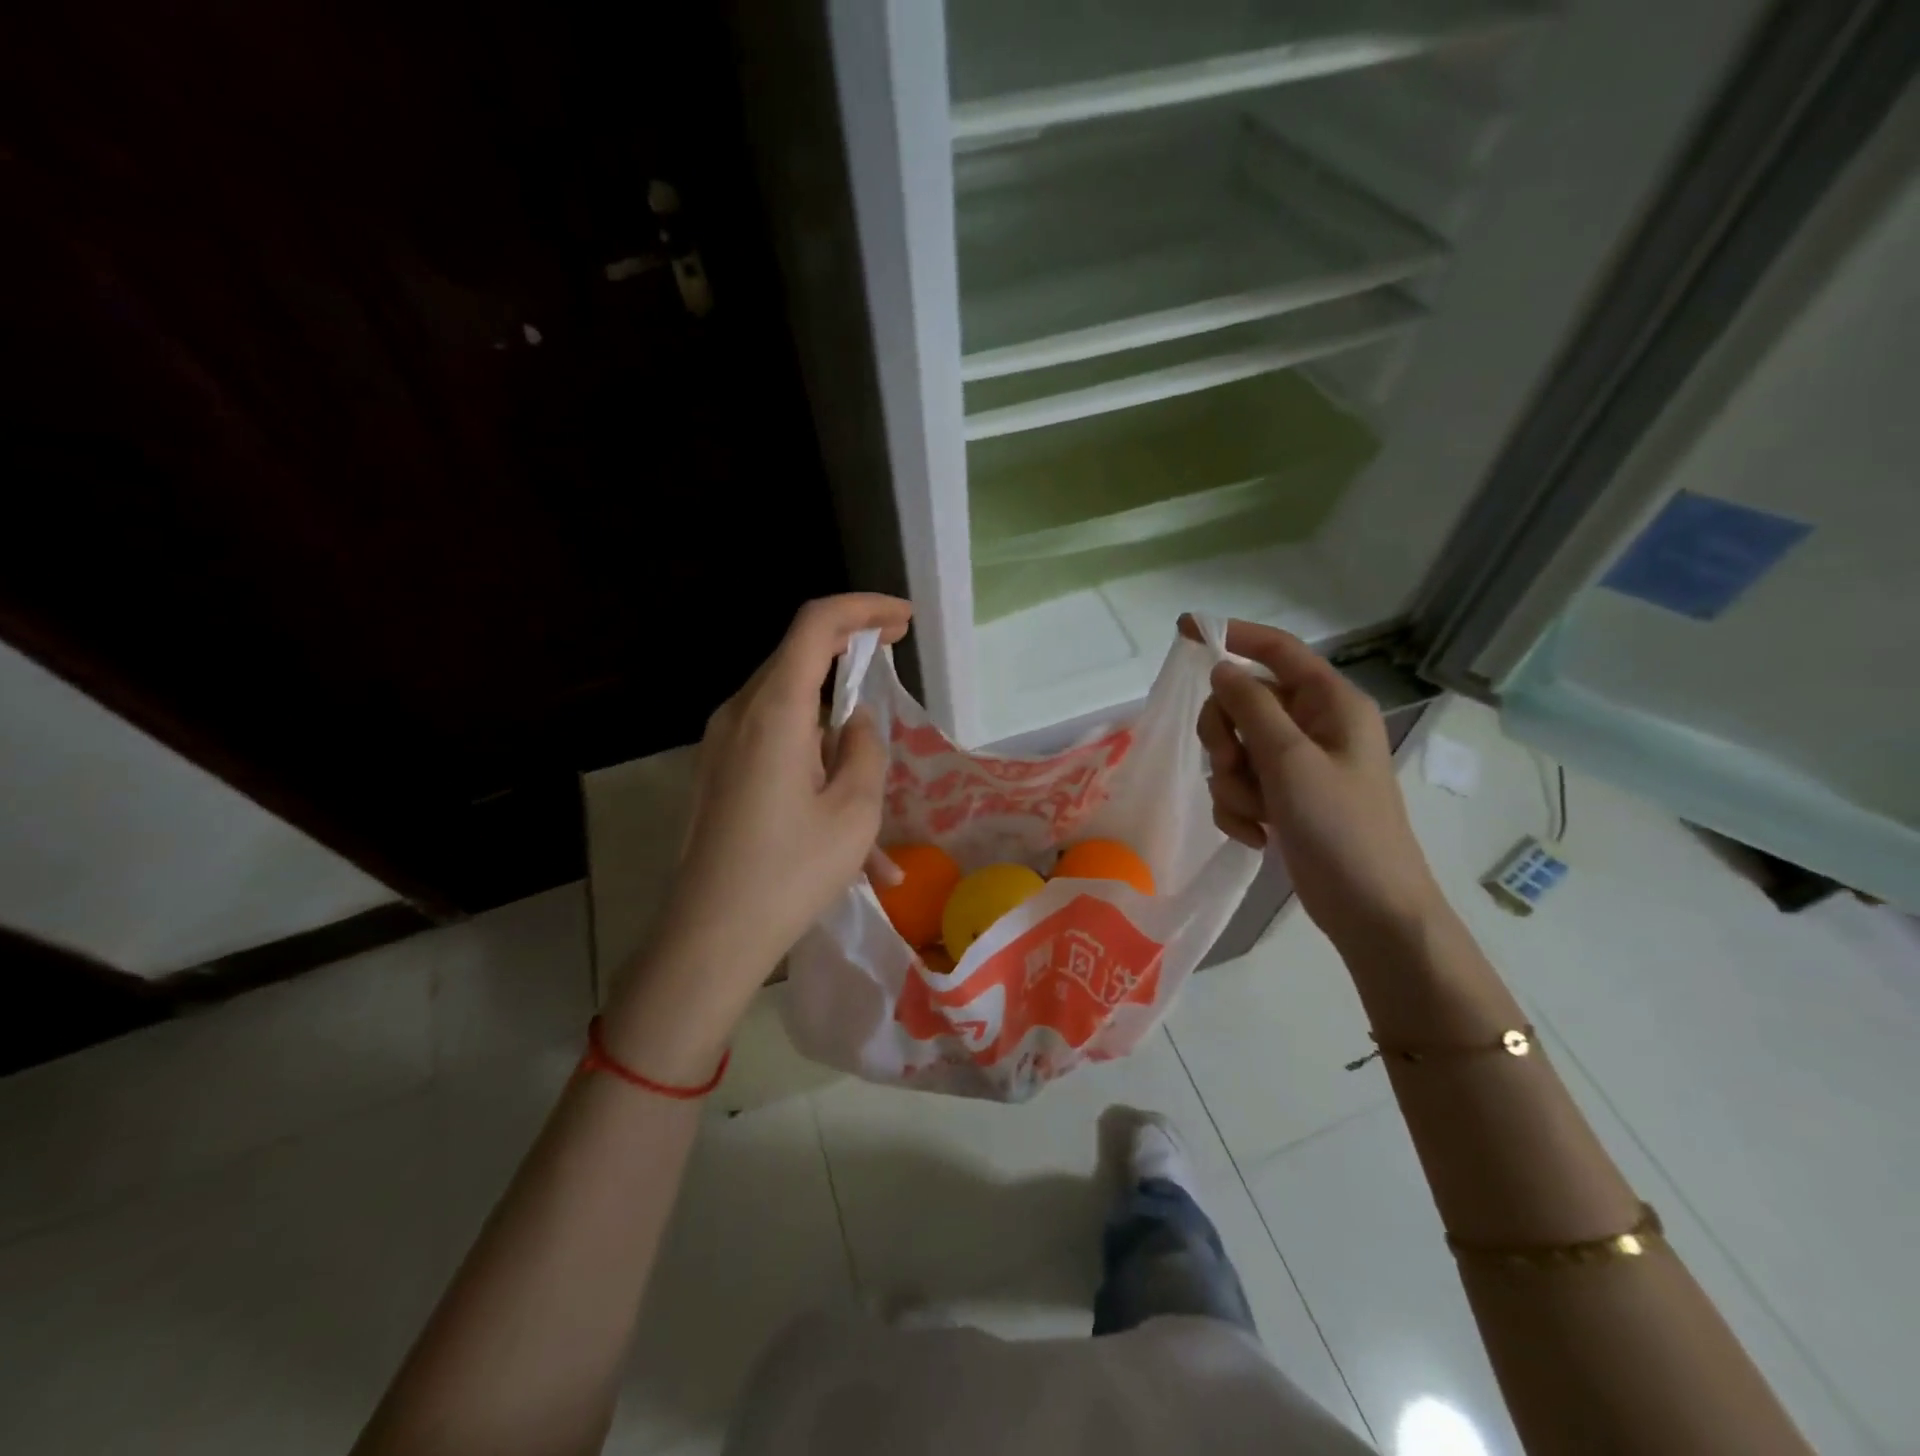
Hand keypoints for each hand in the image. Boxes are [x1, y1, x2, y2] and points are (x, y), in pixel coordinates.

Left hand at [607, 593, 911, 1079]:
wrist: (709, 937)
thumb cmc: (789, 873)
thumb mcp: (854, 811)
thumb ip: (864, 749)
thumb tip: (853, 724)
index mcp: (774, 710)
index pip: (816, 625)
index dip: (863, 609)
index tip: (903, 621)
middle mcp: (740, 713)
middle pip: (799, 658)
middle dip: (850, 654)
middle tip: (893, 661)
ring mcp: (721, 743)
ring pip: (791, 711)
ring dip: (835, 734)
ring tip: (873, 803)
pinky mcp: (719, 771)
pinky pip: (775, 748)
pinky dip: (814, 768)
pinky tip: (847, 843)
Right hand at [1187, 617, 1442, 952]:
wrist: (1370, 910)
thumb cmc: (1341, 828)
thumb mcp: (1290, 761)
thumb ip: (1251, 707)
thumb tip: (1221, 667)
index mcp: (1330, 704)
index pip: (1276, 650)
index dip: (1232, 636)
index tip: (1185, 632)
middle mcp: (1313, 726)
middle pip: (1242, 702)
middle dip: (1225, 735)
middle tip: (1231, 763)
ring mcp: (1296, 765)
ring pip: (1234, 748)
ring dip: (1232, 782)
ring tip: (1256, 813)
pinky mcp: (1283, 798)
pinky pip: (1239, 784)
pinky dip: (1238, 809)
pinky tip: (1257, 835)